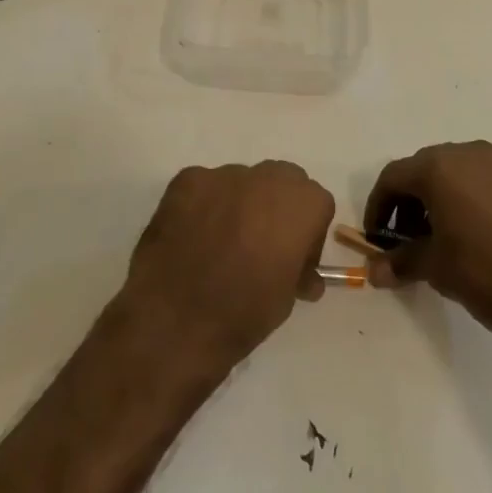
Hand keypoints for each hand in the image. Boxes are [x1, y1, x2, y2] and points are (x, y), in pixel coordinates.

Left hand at [123, 162, 334, 368]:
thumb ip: (298, 272)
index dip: (308, 233)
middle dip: (277, 207)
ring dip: (240, 204)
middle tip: (262, 244)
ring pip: (242, 182)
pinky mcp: (186, 180)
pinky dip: (204, 206)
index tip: (293, 260)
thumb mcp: (287, 299)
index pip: (316, 205)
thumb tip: (302, 276)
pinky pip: (205, 188)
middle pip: (282, 181)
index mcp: (301, 204)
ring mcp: (222, 175)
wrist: (175, 317)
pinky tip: (192, 237)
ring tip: (220, 242)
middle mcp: (266, 178)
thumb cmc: (242, 312)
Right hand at [364, 140, 491, 340]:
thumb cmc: (487, 271)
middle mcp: (467, 154)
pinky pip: (479, 185)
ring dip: (435, 203)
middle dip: (406, 204)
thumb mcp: (436, 268)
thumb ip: (401, 262)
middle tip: (403, 241)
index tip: (374, 239)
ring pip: (453, 176)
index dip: (377, 208)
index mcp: (438, 167)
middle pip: (422, 171)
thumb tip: (375, 271)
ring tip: (436, 242)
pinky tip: (470, 239)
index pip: (392, 178)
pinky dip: (463, 203)